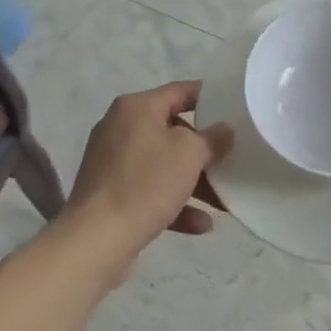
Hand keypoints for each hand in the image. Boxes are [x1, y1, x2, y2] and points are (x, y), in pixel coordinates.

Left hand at [63, 81, 232, 271]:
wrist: (96, 239)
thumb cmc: (146, 183)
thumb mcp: (190, 154)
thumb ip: (212, 138)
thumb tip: (224, 129)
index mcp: (136, 108)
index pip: (180, 91)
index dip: (209, 97)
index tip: (234, 108)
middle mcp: (120, 127)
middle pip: (173, 131)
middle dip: (203, 151)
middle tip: (230, 161)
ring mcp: (112, 162)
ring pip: (163, 164)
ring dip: (193, 182)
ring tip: (222, 203)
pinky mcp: (110, 193)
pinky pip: (149, 190)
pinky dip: (174, 203)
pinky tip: (201, 225)